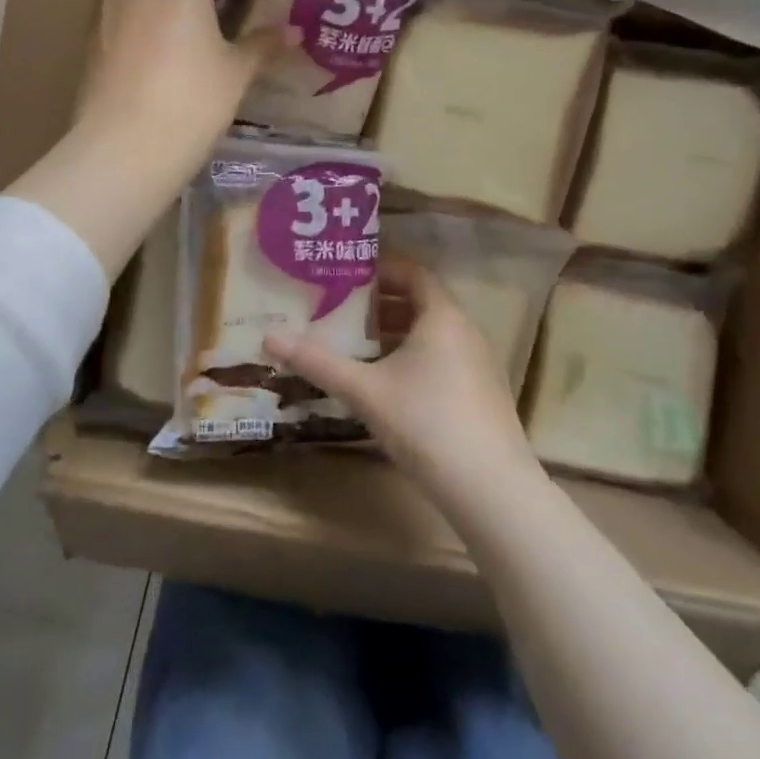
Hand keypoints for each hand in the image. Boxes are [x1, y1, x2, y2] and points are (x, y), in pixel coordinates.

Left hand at [78, 0, 282, 157]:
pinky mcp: (93, 41)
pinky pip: (122, 9)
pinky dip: (143, 12)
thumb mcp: (236, 70)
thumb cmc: (192, 96)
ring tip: (194, 15)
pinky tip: (166, 45)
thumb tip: (294, 32)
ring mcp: (106, 10)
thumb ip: (262, 44)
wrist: (125, 145)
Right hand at [265, 261, 543, 510]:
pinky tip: (388, 384)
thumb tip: (269, 337)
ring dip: (397, 333)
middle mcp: (466, 331)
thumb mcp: (364, 390)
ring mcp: (479, 364)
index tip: (346, 276)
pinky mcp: (482, 394)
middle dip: (381, 304)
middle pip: (422, 302)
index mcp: (443, 316)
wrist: (490, 488)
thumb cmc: (425, 422)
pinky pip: (444, 358)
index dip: (381, 270)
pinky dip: (414, 358)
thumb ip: (317, 362)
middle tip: (342, 310)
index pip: (414, 273)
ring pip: (433, 334)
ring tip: (358, 346)